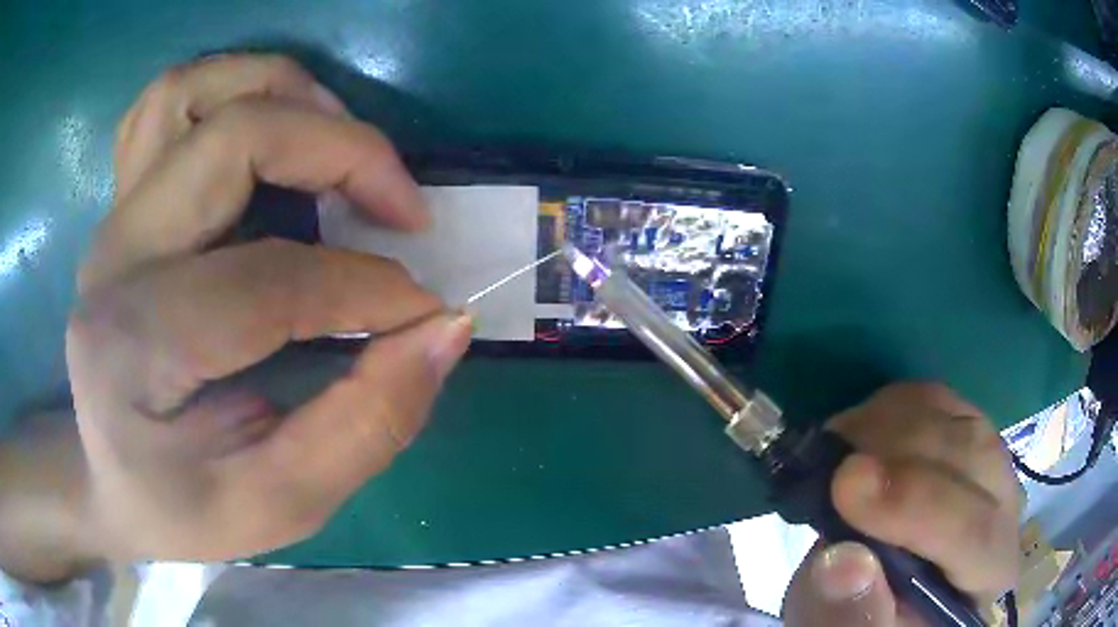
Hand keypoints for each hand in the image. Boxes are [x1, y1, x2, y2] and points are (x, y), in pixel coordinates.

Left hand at [65, 54, 472, 561]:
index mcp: (134, 353)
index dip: (366, 289)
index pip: (265, 283)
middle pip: (232, 138)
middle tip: (402, 207)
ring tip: (340, 146)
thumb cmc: (183, 509)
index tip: (428, 312)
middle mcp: (113, 262)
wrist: (109, 482)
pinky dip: (228, 91)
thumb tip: (444, 330)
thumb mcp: (279, 505)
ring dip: (285, 94)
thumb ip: (365, 426)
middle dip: (342, 151)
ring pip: (193, 92)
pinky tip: (269, 130)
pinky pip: (167, 104)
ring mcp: (112, 220)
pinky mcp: (122, 205)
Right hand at [782, 383, 1020, 625]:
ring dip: (891, 424)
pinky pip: (940, 400)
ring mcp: (990, 462)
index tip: (845, 483)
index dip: (916, 505)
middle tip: (829, 460)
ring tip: (838, 447)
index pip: (974, 534)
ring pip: (958, 419)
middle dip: (898, 451)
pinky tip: (861, 431)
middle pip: (974, 459)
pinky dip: (894, 406)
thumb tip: (843, 561)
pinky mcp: (965, 431)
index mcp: (988, 574)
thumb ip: (848, 615)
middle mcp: (1005, 508)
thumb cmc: (871, 619)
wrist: (887, 590)